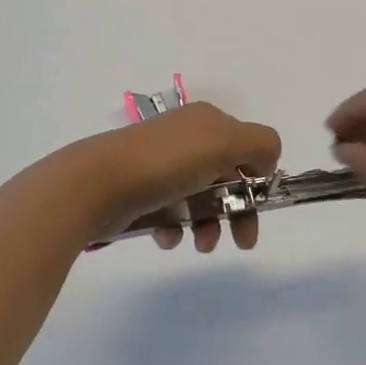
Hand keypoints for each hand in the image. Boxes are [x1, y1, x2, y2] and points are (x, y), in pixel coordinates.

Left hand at [51, 103, 280, 253]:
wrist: (97, 183)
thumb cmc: (167, 162)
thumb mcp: (225, 142)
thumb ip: (260, 144)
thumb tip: (268, 160)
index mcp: (207, 121)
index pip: (246, 146)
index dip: (257, 177)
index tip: (259, 205)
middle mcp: (186, 138)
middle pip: (226, 176)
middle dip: (238, 210)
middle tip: (244, 242)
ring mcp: (161, 165)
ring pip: (199, 199)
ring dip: (208, 225)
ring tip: (200, 244)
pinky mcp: (140, 192)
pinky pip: (170, 213)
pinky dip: (175, 228)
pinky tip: (167, 236)